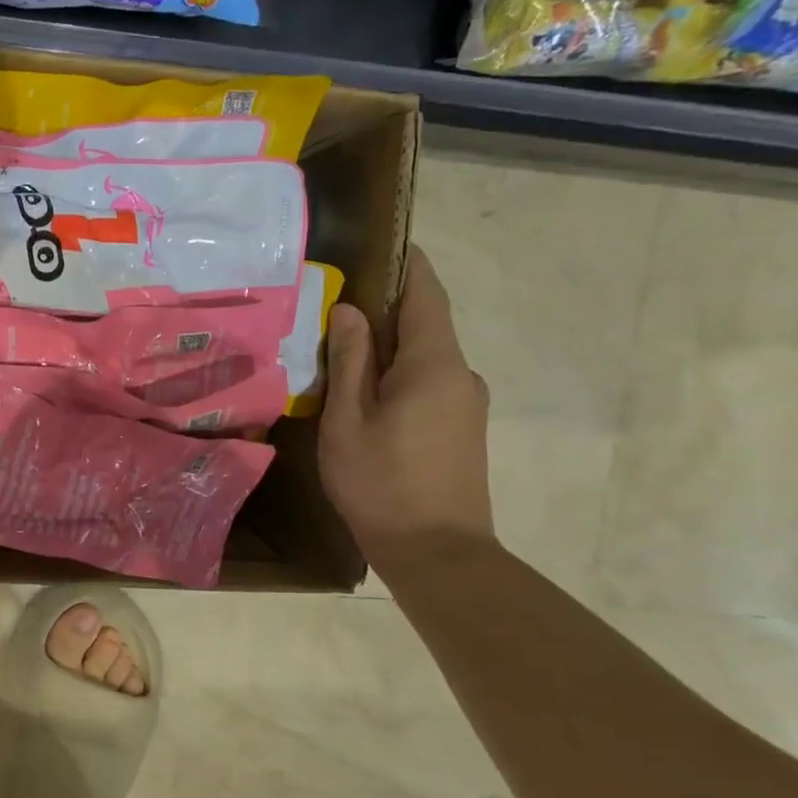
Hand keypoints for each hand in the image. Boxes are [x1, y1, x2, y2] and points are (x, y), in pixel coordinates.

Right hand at [318, 246, 493, 569]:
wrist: (438, 552)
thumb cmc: (381, 483)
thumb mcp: (348, 420)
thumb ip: (349, 361)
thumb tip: (350, 309)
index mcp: (434, 363)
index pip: (424, 293)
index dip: (405, 264)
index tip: (377, 244)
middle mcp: (460, 373)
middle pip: (423, 324)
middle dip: (382, 310)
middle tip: (332, 308)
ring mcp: (466, 403)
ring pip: (423, 357)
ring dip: (386, 349)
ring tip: (337, 356)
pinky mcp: (462, 428)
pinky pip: (428, 384)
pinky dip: (397, 376)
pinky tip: (363, 397)